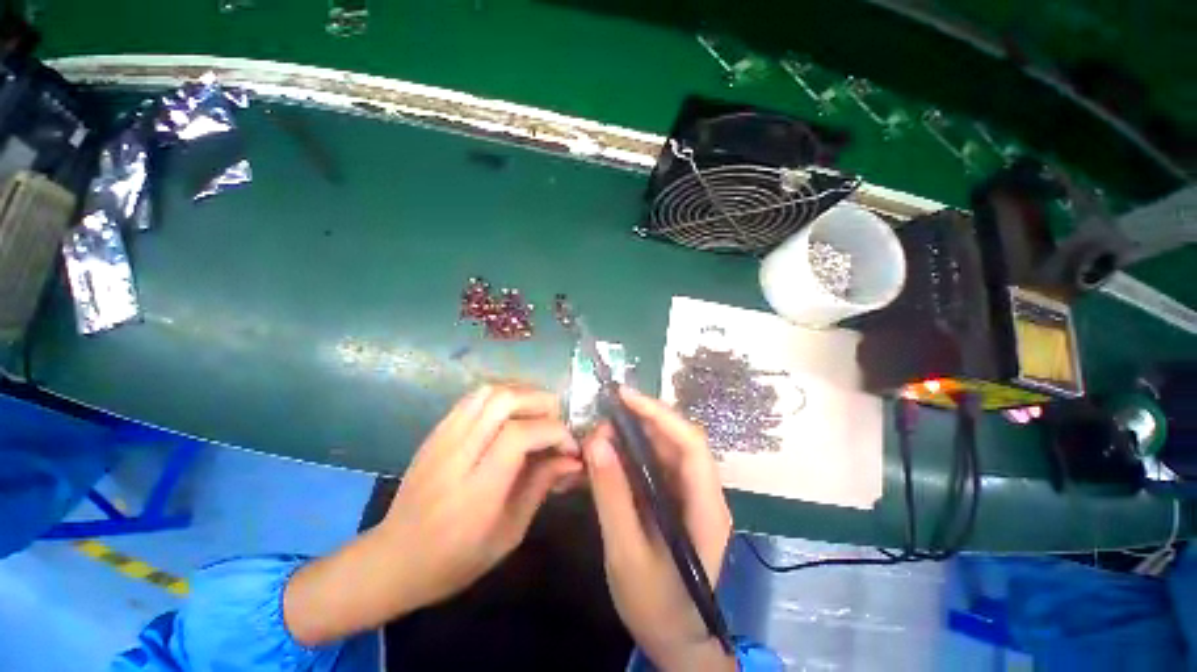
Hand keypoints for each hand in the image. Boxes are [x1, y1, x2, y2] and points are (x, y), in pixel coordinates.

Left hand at [285, 385, 580, 644]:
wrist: (393, 559)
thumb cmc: (456, 560)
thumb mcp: (509, 533)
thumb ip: (541, 486)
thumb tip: (572, 459)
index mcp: (476, 491)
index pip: (520, 436)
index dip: (553, 431)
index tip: (569, 445)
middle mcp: (456, 456)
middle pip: (504, 401)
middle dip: (541, 402)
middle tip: (557, 420)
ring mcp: (441, 438)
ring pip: (488, 392)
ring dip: (522, 394)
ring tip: (539, 412)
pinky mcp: (435, 431)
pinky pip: (473, 398)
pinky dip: (501, 395)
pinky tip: (513, 412)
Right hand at [582, 386, 734, 671]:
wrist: (676, 640)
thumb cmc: (656, 605)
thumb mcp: (626, 553)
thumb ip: (612, 496)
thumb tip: (596, 442)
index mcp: (706, 506)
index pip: (690, 443)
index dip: (659, 413)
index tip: (624, 397)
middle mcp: (704, 492)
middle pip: (678, 440)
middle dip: (641, 422)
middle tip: (603, 419)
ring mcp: (691, 495)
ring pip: (665, 449)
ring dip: (634, 436)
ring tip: (601, 435)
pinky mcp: (676, 499)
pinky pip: (656, 465)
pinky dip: (632, 454)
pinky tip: (609, 456)